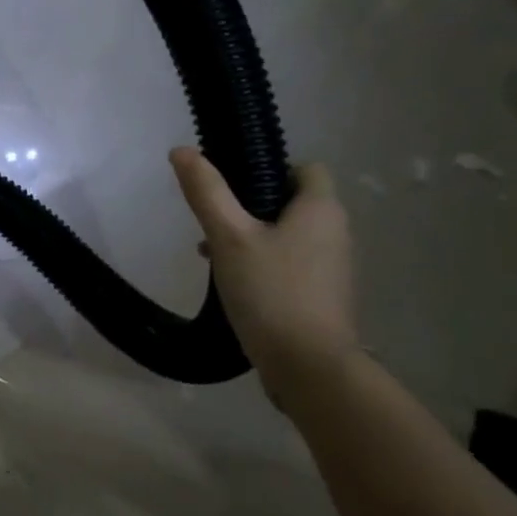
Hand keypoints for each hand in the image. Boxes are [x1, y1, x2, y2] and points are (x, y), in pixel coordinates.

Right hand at [169, 148, 359, 395]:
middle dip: (250, 207)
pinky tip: (232, 284)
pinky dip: (262, 265)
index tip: (232, 186)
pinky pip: (288, 265)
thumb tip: (182, 150)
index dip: (269, 169)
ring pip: (286, 236)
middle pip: (292, 203)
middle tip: (213, 222)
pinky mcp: (321, 297)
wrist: (308, 365)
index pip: (305, 169)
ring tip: (213, 255)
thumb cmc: (271, 291)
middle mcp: (335, 233)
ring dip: (251, 238)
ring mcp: (331, 268)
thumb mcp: (229, 237)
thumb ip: (206, 192)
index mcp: (321, 210)